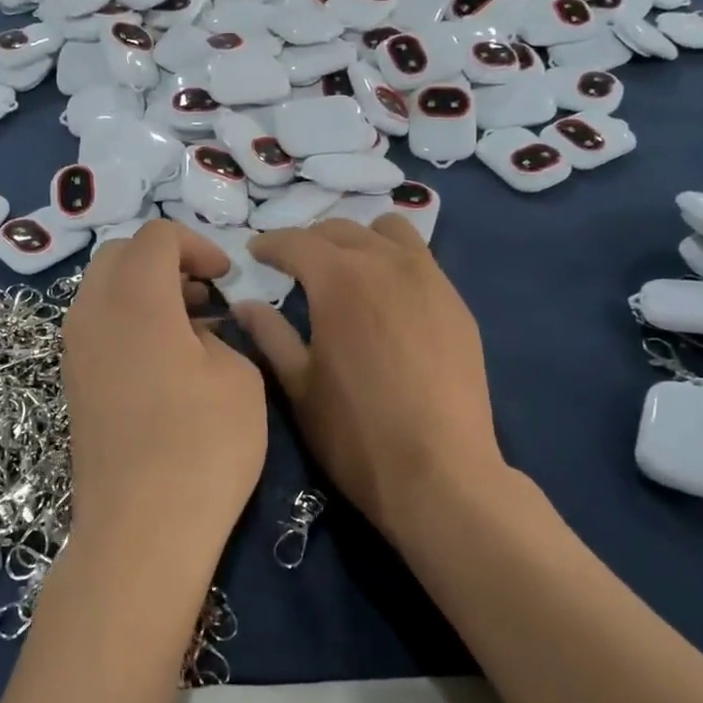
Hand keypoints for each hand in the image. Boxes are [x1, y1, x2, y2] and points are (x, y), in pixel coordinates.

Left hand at [62, 222, 268, 572]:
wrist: (141, 529)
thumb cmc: (202, 446)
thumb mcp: (238, 376)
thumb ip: (218, 335)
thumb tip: (195, 331)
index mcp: (135, 298)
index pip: (156, 236)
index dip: (196, 244)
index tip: (225, 277)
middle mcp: (92, 312)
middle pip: (120, 255)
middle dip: (165, 260)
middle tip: (205, 293)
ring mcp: (75, 349)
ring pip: (103, 289)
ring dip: (145, 290)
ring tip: (190, 324)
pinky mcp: (73, 382)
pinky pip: (97, 324)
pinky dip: (128, 320)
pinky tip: (164, 358)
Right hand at [232, 217, 506, 534]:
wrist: (441, 473)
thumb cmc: (356, 433)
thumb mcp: (299, 385)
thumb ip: (270, 335)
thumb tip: (246, 304)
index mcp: (339, 279)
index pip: (295, 242)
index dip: (269, 244)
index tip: (255, 254)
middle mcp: (386, 263)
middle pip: (341, 229)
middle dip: (310, 241)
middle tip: (294, 266)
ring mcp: (429, 279)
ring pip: (389, 232)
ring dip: (359, 240)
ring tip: (347, 269)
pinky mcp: (456, 303)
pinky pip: (420, 260)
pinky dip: (394, 262)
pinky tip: (387, 298)